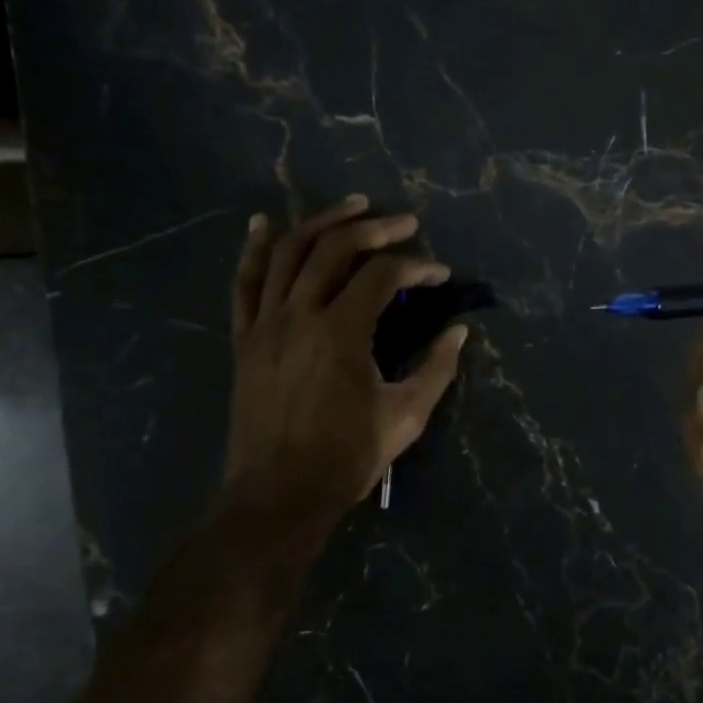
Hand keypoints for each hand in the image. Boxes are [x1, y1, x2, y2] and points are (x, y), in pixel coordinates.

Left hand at [221, 195, 467, 545]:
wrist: (278, 495)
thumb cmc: (346, 459)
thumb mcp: (405, 417)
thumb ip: (436, 369)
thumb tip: (458, 332)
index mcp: (340, 334)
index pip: (382, 276)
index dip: (416, 266)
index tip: (440, 274)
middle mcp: (298, 316)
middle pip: (334, 249)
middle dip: (374, 229)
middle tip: (405, 222)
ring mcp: (264, 324)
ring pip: (287, 252)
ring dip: (321, 222)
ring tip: (353, 207)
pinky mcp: (244, 339)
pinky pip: (243, 283)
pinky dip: (254, 249)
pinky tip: (263, 223)